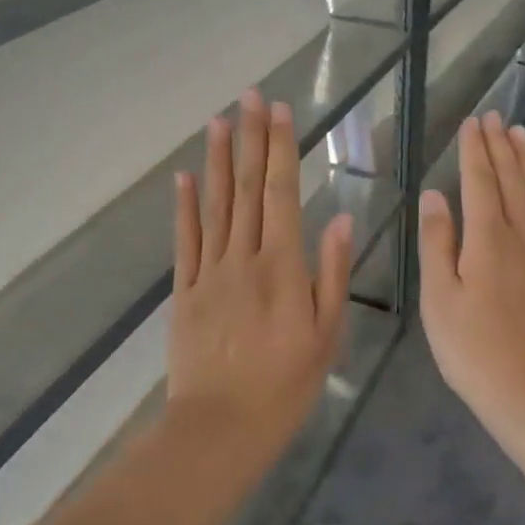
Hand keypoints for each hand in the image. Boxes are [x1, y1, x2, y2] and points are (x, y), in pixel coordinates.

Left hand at [169, 90, 351, 450]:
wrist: (220, 427)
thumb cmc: (285, 385)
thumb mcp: (326, 335)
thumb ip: (332, 274)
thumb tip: (340, 218)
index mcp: (282, 267)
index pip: (281, 194)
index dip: (281, 150)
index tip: (280, 112)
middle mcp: (243, 258)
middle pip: (246, 188)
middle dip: (249, 139)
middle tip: (248, 97)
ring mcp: (208, 272)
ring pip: (214, 205)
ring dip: (216, 160)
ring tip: (218, 121)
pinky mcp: (184, 291)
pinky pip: (184, 240)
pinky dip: (184, 206)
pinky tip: (184, 176)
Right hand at [418, 114, 524, 419]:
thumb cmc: (472, 349)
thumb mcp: (439, 298)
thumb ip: (437, 243)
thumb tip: (435, 195)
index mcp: (486, 240)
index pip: (479, 182)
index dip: (474, 150)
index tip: (472, 121)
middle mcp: (518, 237)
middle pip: (509, 182)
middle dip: (500, 146)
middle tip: (496, 115)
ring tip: (521, 134)